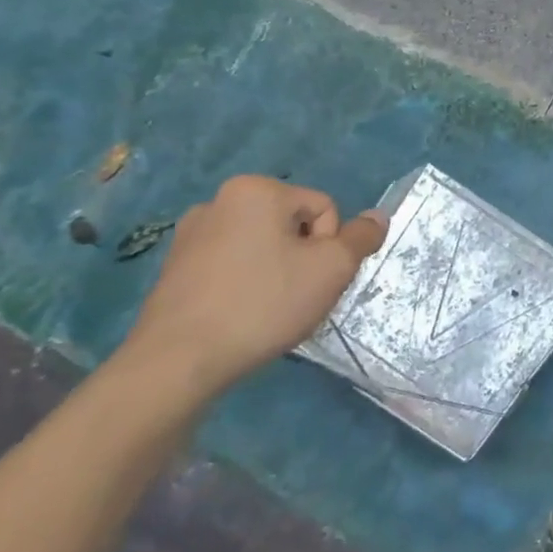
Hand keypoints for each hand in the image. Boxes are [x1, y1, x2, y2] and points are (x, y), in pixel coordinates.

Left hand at [121, 175, 388, 402]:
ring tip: (267, 309)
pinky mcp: (174, 267)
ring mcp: (191, 234)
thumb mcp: (332, 269)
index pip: (324, 209)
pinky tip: (240, 314)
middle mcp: (220, 200)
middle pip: (292, 225)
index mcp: (257, 190)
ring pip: (261, 246)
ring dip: (275, 271)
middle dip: (303, 258)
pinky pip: (230, 265)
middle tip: (296, 296)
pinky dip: (244, 283)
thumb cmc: (263, 303)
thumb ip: (362, 238)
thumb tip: (378, 216)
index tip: (314, 280)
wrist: (178, 361)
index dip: (330, 247)